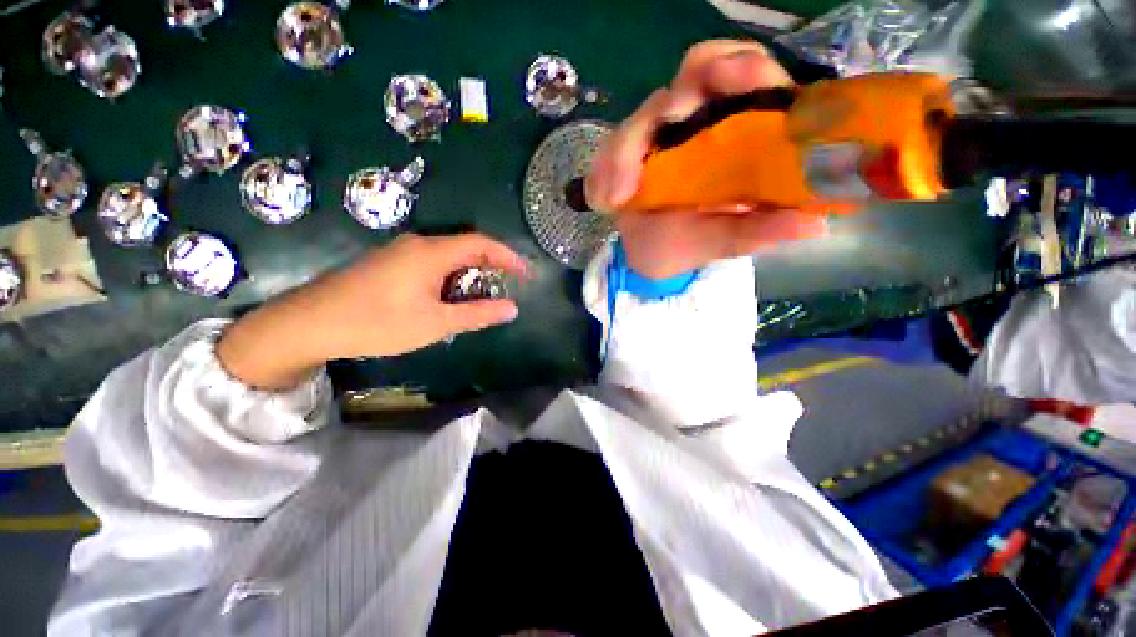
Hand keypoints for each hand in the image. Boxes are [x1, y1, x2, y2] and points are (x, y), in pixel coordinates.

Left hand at [217, 234, 527, 389]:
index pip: (481, 243)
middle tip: (504, 288)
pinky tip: (444, 298)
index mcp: (431, 253)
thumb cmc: (378, 322)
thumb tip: (512, 308)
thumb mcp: (436, 323)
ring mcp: (398, 252)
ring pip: (446, 256)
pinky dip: (448, 277)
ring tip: (477, 298)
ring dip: (468, 274)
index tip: (525, 272)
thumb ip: (477, 314)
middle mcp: (417, 244)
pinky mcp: (386, 263)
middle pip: (464, 248)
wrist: (308, 323)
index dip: (507, 256)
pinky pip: (429, 263)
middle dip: (489, 266)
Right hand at [586, 40, 827, 278]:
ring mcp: (664, 132)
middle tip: (665, 121)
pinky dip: (604, 170)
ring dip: (628, 149)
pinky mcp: (630, 148)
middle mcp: (705, 122)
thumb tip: (814, 223)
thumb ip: (756, 232)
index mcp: (742, 137)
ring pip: (646, 111)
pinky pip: (612, 146)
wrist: (647, 258)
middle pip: (696, 71)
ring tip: (617, 197)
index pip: (752, 75)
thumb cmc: (688, 248)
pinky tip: (605, 201)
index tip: (730, 77)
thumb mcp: (721, 242)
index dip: (744, 66)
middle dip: (678, 93)